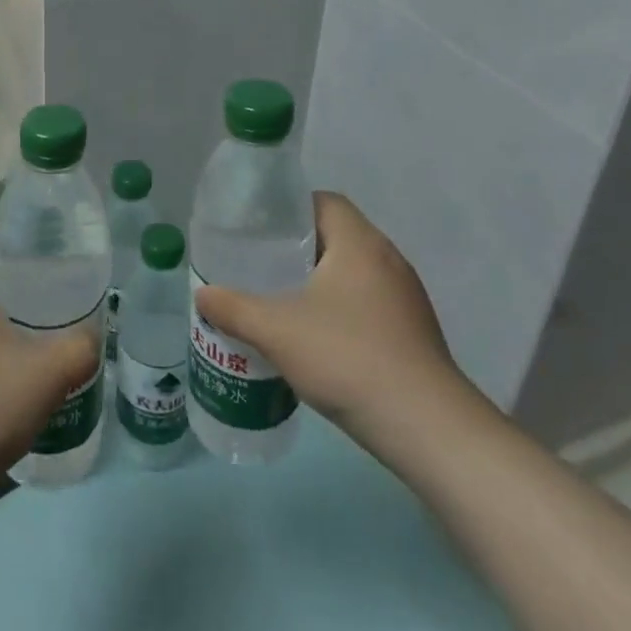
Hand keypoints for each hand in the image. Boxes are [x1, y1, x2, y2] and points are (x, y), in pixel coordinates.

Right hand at [194, 192, 479, 465]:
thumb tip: (202, 294)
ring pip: (354, 272)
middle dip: (298, 248)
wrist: (427, 428)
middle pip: (337, 235)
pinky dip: (342, 309)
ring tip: (283, 301)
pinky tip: (318, 339)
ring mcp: (406, 297)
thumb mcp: (276, 331)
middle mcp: (388, 258)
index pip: (324, 201)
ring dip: (321, 281)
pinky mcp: (415, 331)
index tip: (260, 229)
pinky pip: (370, 303)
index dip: (290, 209)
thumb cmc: (348, 358)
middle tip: (261, 265)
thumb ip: (234, 309)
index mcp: (359, 242)